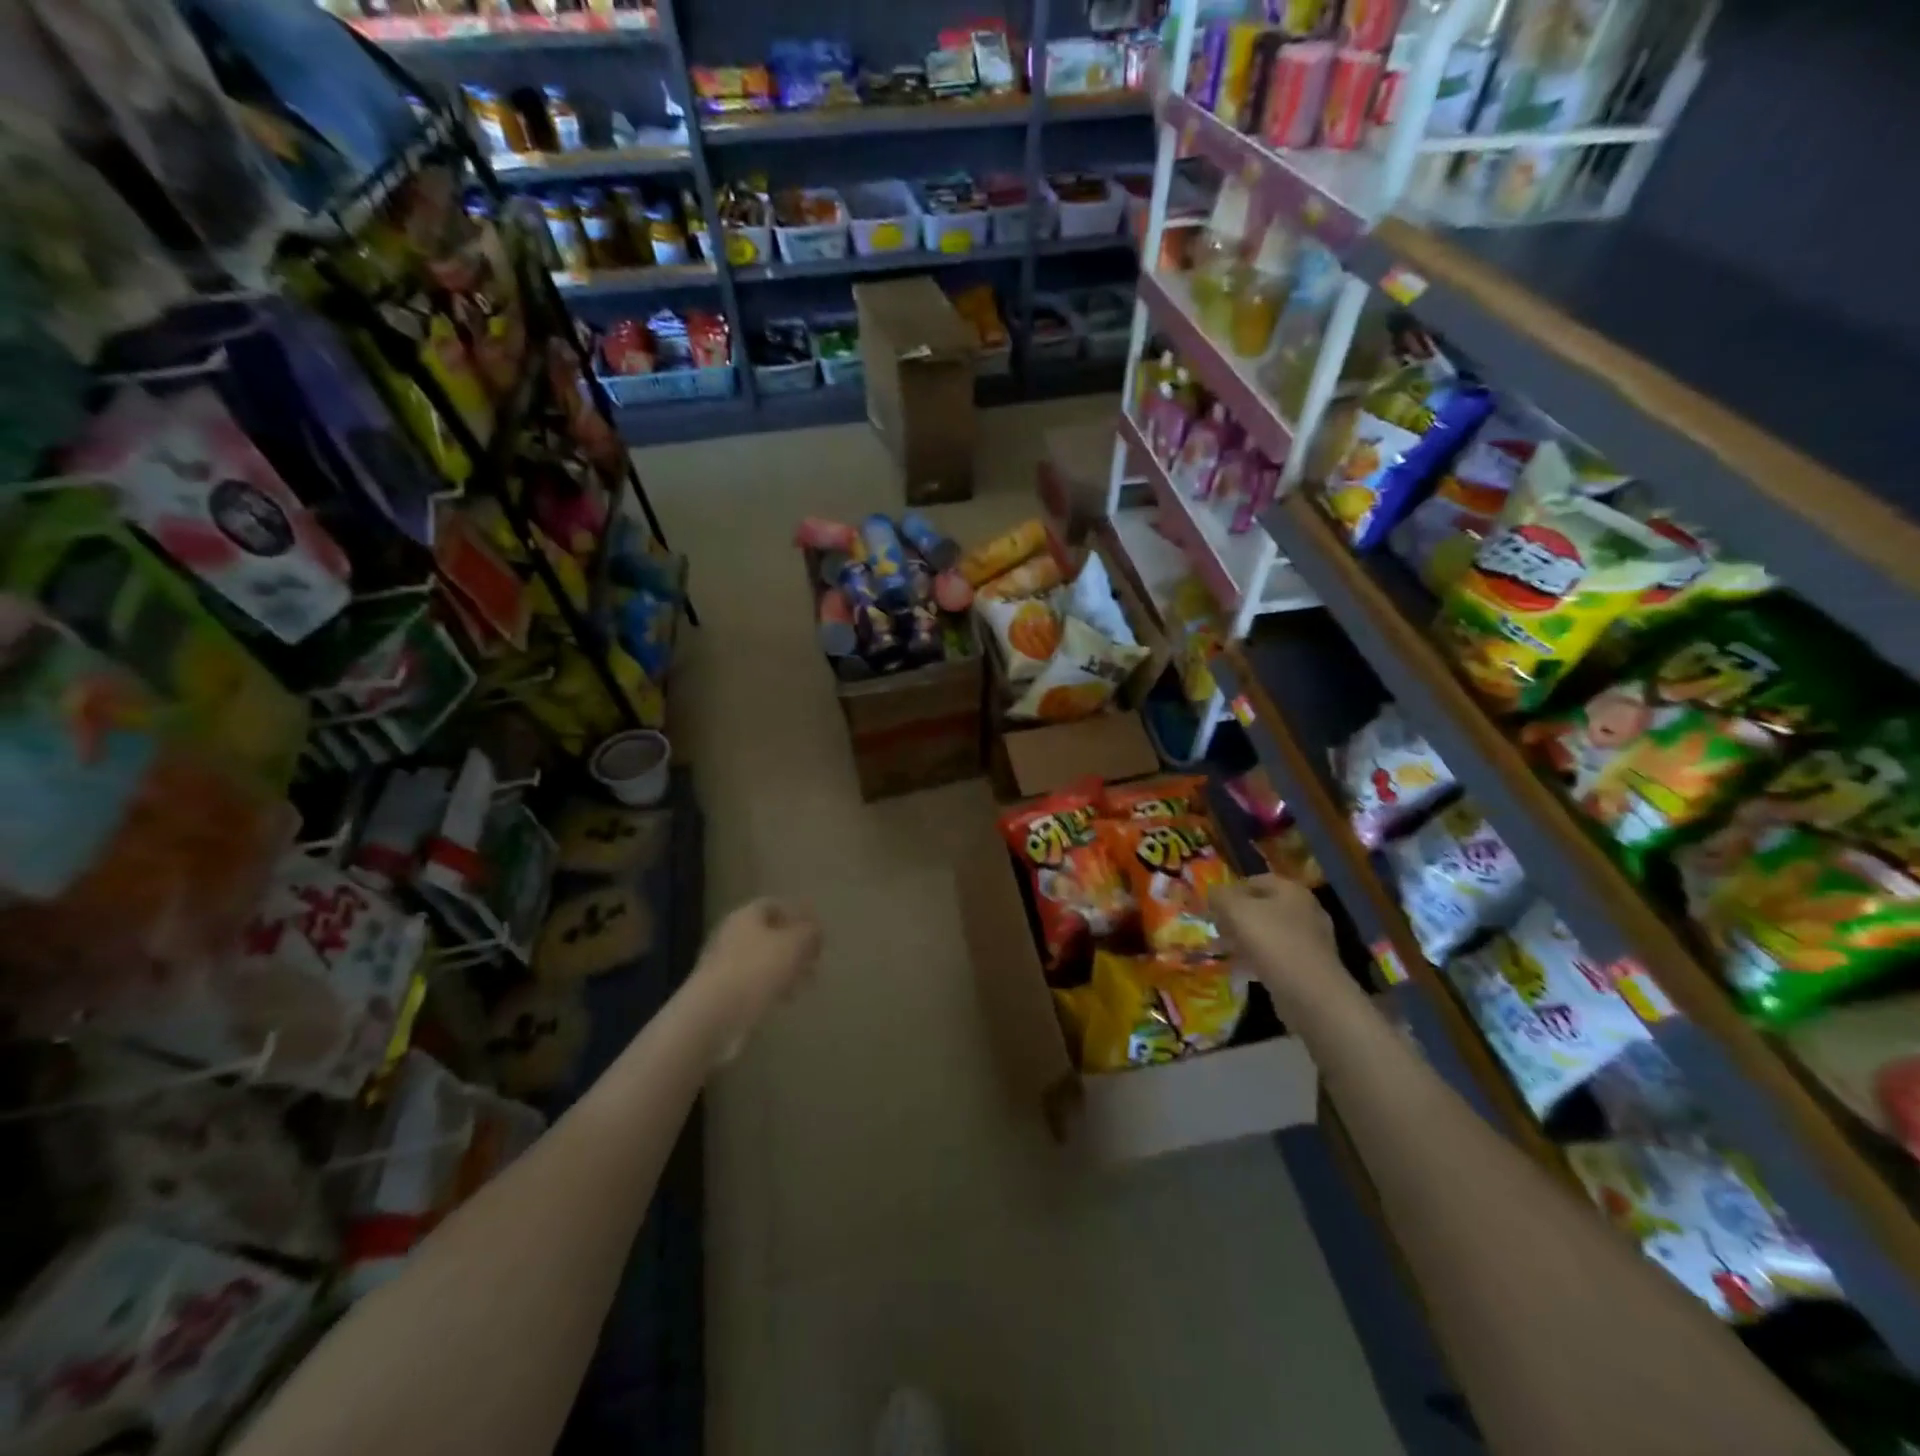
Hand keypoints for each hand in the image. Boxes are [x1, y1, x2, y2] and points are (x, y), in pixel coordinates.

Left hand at [687, 898, 822, 1053]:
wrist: (714, 1015)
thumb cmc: (757, 970)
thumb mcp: (795, 944)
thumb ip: (810, 933)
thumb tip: (815, 931)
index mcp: (746, 915)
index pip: (774, 905)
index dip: (798, 915)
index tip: (817, 932)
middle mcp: (732, 935)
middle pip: (768, 934)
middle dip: (794, 946)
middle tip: (815, 960)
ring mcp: (724, 965)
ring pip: (762, 961)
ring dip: (785, 969)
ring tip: (806, 984)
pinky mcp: (722, 993)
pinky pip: (753, 984)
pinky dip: (772, 988)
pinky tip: (785, 1000)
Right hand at [1213, 877, 1344, 1020]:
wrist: (1311, 994)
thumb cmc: (1272, 942)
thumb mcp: (1236, 911)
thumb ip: (1220, 896)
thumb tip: (1213, 893)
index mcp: (1291, 891)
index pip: (1255, 881)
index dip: (1230, 891)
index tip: (1211, 907)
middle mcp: (1304, 911)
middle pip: (1261, 908)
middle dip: (1235, 918)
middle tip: (1215, 930)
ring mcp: (1309, 941)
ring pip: (1267, 933)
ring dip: (1243, 940)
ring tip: (1221, 951)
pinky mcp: (1308, 967)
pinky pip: (1276, 956)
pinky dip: (1256, 959)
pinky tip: (1239, 969)